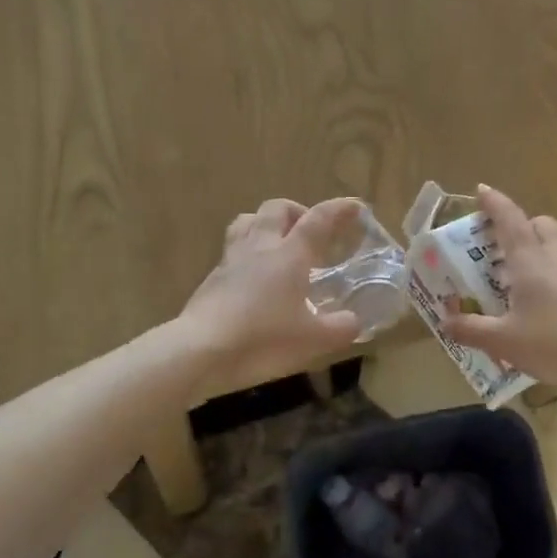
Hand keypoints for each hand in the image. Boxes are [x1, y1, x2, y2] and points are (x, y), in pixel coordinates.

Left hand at [178, 198, 363, 391]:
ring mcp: (232, 260)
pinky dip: (249, 253)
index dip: (340, 209)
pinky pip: (233, 250)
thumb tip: (353, 322)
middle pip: (277, 208)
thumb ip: (340, 328)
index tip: (356, 206)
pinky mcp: (212, 278)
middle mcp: (261, 247)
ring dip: (266, 223)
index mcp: (290, 254)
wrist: (200, 351)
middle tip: (311, 231)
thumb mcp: (313, 340)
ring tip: (279, 244)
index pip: (319, 219)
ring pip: (248, 221)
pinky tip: (255, 278)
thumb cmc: (263, 339)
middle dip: (298, 211)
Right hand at [441, 186, 556, 390]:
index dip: (493, 202)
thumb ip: (471, 329)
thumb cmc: (553, 342)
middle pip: (539, 224)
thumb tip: (445, 322)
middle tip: (498, 248)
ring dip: (534, 252)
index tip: (481, 191)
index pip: (509, 218)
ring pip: (555, 247)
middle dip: (518, 227)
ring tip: (513, 282)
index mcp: (529, 259)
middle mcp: (555, 257)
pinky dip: (549, 276)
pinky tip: (540, 307)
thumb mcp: (503, 341)